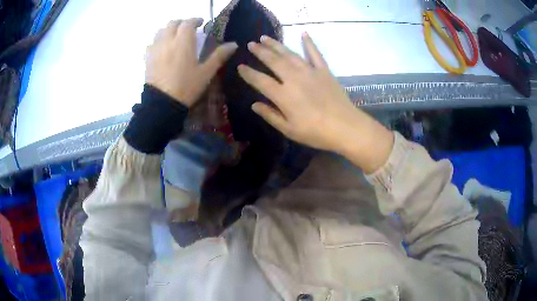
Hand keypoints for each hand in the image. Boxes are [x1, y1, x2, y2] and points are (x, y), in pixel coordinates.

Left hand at [145, 18, 237, 106]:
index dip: (195, 20)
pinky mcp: (147, 59)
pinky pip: (152, 43)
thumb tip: (234, 44)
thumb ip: (219, 56)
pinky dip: (158, 41)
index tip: (201, 23)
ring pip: (160, 31)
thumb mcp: (206, 72)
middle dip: (182, 23)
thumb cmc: (186, 87)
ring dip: (169, 30)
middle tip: (188, 28)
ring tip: (175, 36)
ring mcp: (155, 49)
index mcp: (183, 42)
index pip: (188, 23)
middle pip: (173, 23)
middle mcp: (168, 41)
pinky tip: (162, 48)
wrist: (162, 103)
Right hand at [237, 33, 393, 172]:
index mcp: (283, 95)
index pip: (260, 80)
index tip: (240, 66)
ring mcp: (310, 72)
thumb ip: (270, 115)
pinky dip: (309, 43)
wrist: (345, 127)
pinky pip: (315, 54)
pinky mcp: (324, 71)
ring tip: (265, 38)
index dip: (249, 73)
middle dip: (260, 52)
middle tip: (251, 44)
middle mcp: (293, 78)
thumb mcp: (289, 129)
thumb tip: (254, 105)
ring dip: (276, 45)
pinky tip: (303, 33)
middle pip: (273, 61)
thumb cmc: (315, 132)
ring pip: (289, 54)